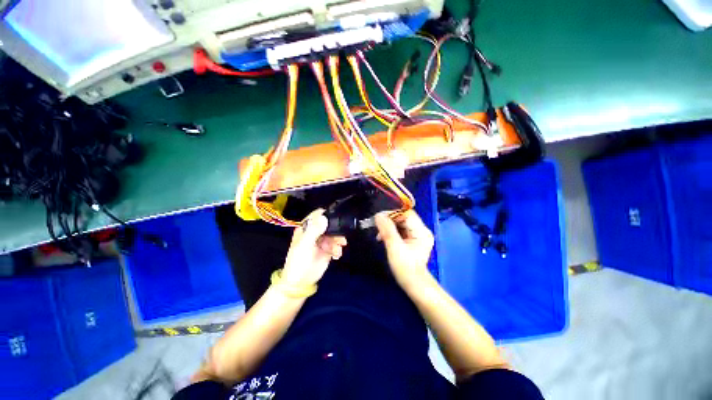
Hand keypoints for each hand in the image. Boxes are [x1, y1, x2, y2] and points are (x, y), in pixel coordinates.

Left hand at [281, 209, 346, 286]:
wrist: (301, 281)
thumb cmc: (298, 261)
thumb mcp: (304, 245)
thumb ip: (314, 231)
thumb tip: (324, 217)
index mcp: (306, 228)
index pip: (317, 215)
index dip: (325, 215)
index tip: (334, 219)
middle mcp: (315, 232)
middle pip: (329, 224)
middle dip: (336, 229)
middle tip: (340, 237)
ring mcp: (322, 241)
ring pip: (335, 234)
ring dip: (339, 240)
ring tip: (338, 249)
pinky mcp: (328, 249)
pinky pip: (337, 245)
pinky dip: (338, 249)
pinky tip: (336, 255)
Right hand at [375, 210, 433, 288]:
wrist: (413, 285)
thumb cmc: (405, 268)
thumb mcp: (394, 248)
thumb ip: (387, 230)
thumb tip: (378, 215)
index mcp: (422, 231)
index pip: (407, 214)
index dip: (392, 214)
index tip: (378, 218)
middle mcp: (422, 230)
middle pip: (403, 218)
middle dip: (389, 221)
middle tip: (376, 227)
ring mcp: (417, 235)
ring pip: (401, 223)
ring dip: (388, 227)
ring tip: (379, 235)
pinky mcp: (412, 240)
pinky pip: (400, 230)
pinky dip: (391, 232)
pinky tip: (383, 238)